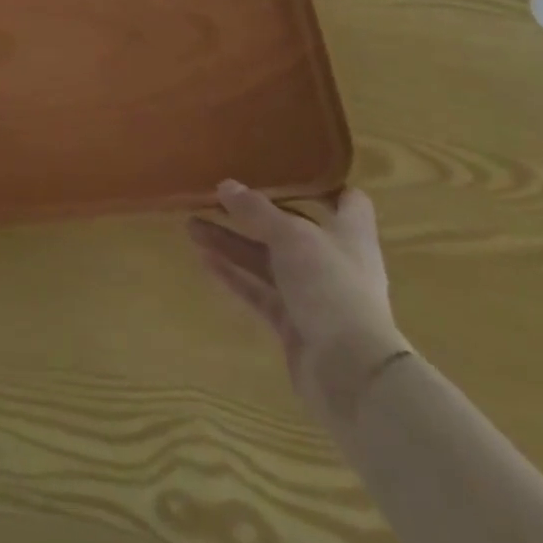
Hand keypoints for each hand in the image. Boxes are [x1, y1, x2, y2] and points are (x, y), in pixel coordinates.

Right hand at [189, 182, 408, 418]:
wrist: (351, 373)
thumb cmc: (332, 287)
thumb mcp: (292, 237)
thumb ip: (256, 211)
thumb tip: (225, 184)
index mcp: (350, 234)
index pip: (348, 201)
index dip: (323, 185)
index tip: (288, 169)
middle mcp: (334, 261)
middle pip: (291, 229)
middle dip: (254, 214)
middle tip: (215, 197)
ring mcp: (313, 295)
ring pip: (267, 261)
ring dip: (233, 243)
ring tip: (191, 226)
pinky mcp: (294, 324)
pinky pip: (258, 292)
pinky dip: (233, 276)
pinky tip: (203, 260)